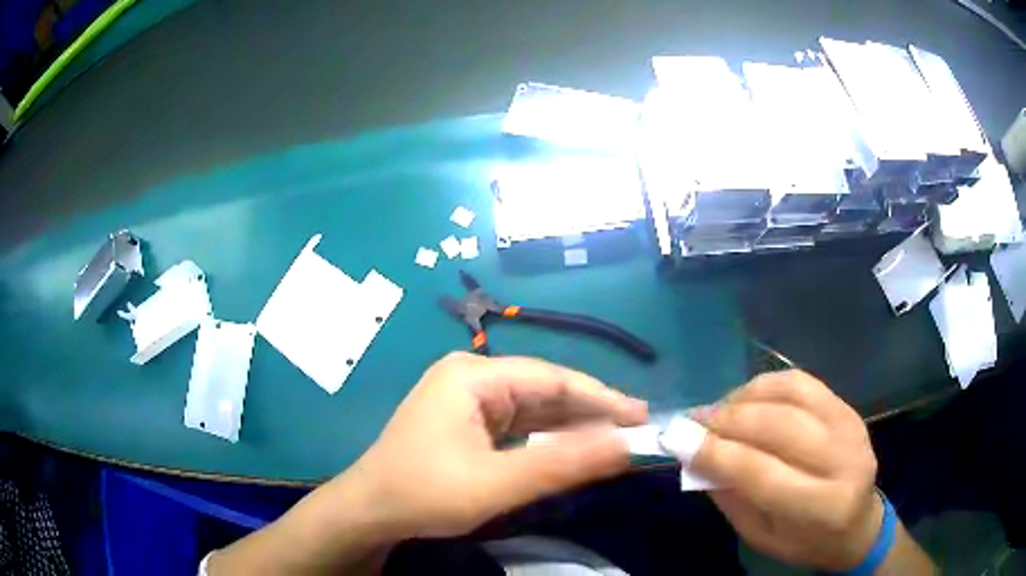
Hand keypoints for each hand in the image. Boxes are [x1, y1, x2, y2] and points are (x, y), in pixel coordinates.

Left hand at [346, 352, 647, 538]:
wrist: (370, 512)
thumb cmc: (424, 493)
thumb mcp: (496, 484)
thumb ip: (562, 464)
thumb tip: (626, 445)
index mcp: (472, 375)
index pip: (552, 379)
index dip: (600, 397)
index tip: (641, 416)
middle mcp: (470, 377)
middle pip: (543, 391)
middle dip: (588, 413)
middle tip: (634, 431)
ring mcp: (466, 399)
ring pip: (532, 409)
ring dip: (570, 428)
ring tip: (614, 441)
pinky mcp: (465, 422)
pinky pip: (516, 425)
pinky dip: (545, 439)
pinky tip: (572, 448)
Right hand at [688, 371, 881, 570]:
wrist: (858, 522)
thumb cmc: (806, 541)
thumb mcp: (762, 537)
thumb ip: (732, 498)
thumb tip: (695, 457)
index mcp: (823, 506)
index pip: (763, 472)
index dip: (717, 453)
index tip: (676, 439)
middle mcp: (843, 459)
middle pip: (778, 427)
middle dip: (727, 420)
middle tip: (692, 422)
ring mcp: (849, 425)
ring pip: (790, 395)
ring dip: (744, 398)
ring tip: (717, 411)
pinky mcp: (846, 407)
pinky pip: (801, 382)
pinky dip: (766, 385)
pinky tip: (746, 398)